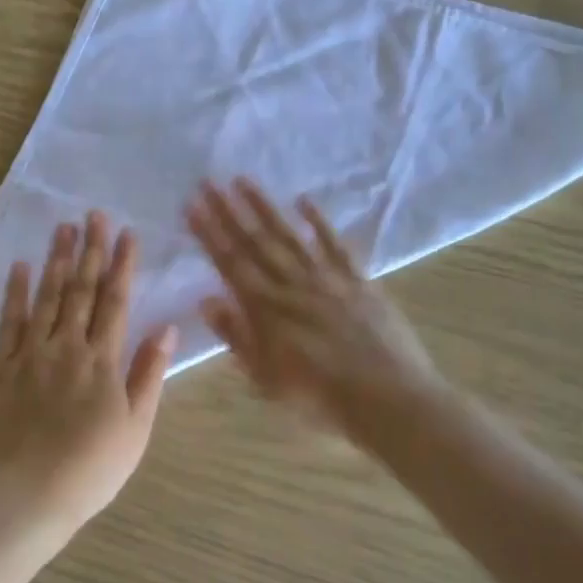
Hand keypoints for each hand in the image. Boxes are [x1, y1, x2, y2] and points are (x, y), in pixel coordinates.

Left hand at [0, 212, 176, 536]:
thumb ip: (149, 374)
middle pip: (80, 289)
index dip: (122, 265)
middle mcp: (67, 347)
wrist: (29, 495)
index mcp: (103, 360)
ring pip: (46, 297)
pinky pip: (8, 324)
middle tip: (93, 214)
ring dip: (56, 260)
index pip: (115, 301)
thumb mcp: (136, 427)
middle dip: (89, 249)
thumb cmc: (92, 467)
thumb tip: (167, 329)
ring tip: (62, 227)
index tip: (126, 233)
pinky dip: (14, 294)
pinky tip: (20, 267)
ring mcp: (31, 354)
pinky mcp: (2, 369)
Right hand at [186, 179, 446, 446]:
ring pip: (289, 236)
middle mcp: (292, 285)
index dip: (209, 233)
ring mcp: (328, 279)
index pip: (230, 263)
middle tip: (208, 181)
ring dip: (264, 207)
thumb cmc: (320, 399)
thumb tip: (207, 300)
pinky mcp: (359, 281)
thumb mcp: (267, 380)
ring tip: (243, 180)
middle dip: (228, 211)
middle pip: (255, 242)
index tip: (192, 205)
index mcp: (266, 310)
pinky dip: (318, 222)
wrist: (389, 401)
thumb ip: (237, 337)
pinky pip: (335, 245)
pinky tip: (303, 201)